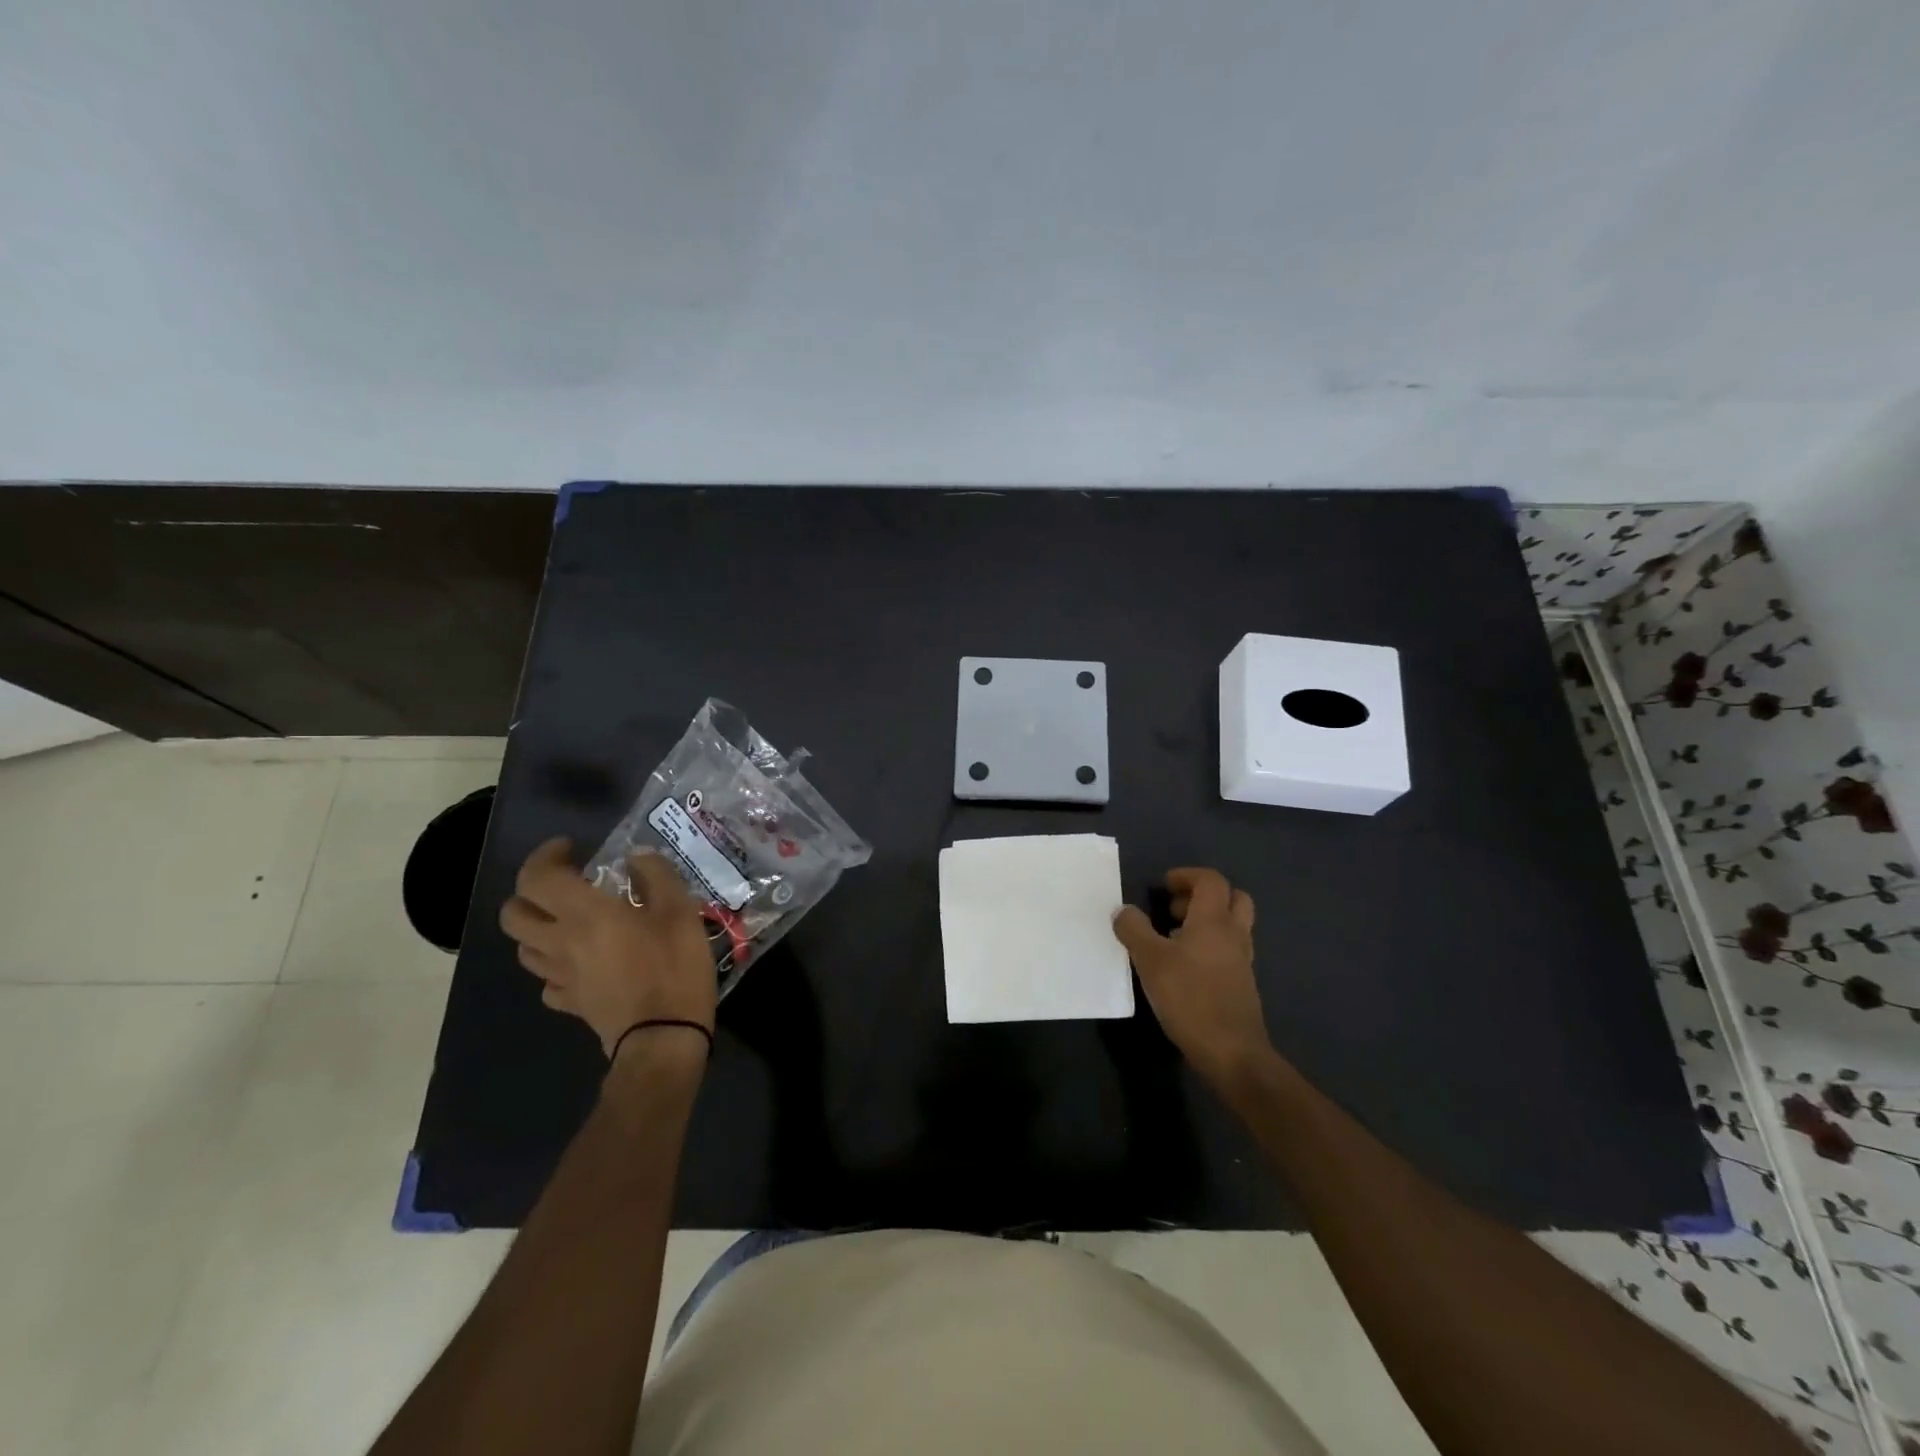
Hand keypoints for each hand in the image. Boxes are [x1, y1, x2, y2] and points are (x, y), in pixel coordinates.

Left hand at [499, 839, 717, 1057]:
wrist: (663, 1036)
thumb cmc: (673, 966)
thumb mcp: (680, 911)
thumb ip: (657, 876)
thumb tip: (637, 859)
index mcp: (584, 914)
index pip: (537, 877)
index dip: (545, 856)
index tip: (571, 848)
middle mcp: (560, 942)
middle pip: (514, 914)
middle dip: (530, 893)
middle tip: (564, 885)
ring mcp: (560, 976)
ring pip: (524, 948)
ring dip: (539, 928)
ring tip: (571, 921)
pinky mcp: (570, 1002)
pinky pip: (548, 980)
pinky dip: (556, 965)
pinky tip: (581, 962)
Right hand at [1113, 867, 1274, 1090]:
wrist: (1232, 1053)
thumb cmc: (1190, 998)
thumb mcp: (1150, 961)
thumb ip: (1134, 930)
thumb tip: (1123, 910)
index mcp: (1214, 921)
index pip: (1211, 880)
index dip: (1187, 876)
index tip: (1163, 886)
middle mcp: (1234, 934)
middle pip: (1233, 897)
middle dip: (1204, 896)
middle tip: (1174, 909)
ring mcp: (1242, 960)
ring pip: (1233, 925)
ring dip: (1207, 921)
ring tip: (1173, 937)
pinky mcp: (1242, 984)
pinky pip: (1230, 949)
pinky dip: (1210, 945)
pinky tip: (1185, 966)